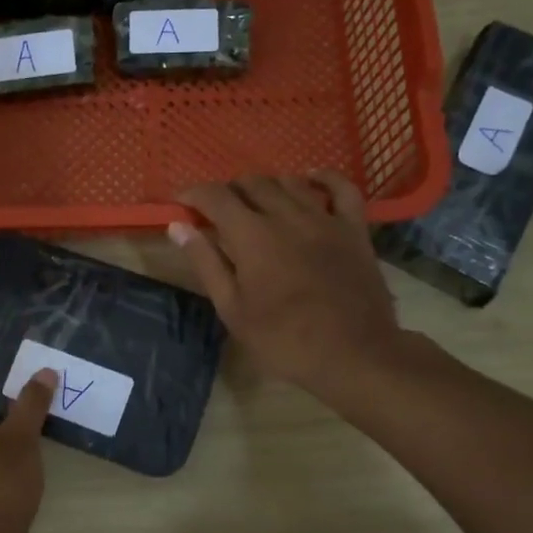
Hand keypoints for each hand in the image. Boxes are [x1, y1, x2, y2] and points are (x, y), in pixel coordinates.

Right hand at [171, 173, 401, 404]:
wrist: (353, 355)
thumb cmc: (284, 339)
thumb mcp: (233, 308)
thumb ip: (206, 262)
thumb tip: (178, 226)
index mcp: (252, 235)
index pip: (215, 197)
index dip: (193, 194)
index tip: (181, 203)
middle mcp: (286, 215)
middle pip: (251, 183)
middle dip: (228, 191)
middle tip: (218, 212)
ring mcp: (324, 218)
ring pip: (289, 182)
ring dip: (266, 187)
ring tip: (256, 204)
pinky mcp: (354, 228)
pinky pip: (342, 188)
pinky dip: (323, 178)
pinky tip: (310, 180)